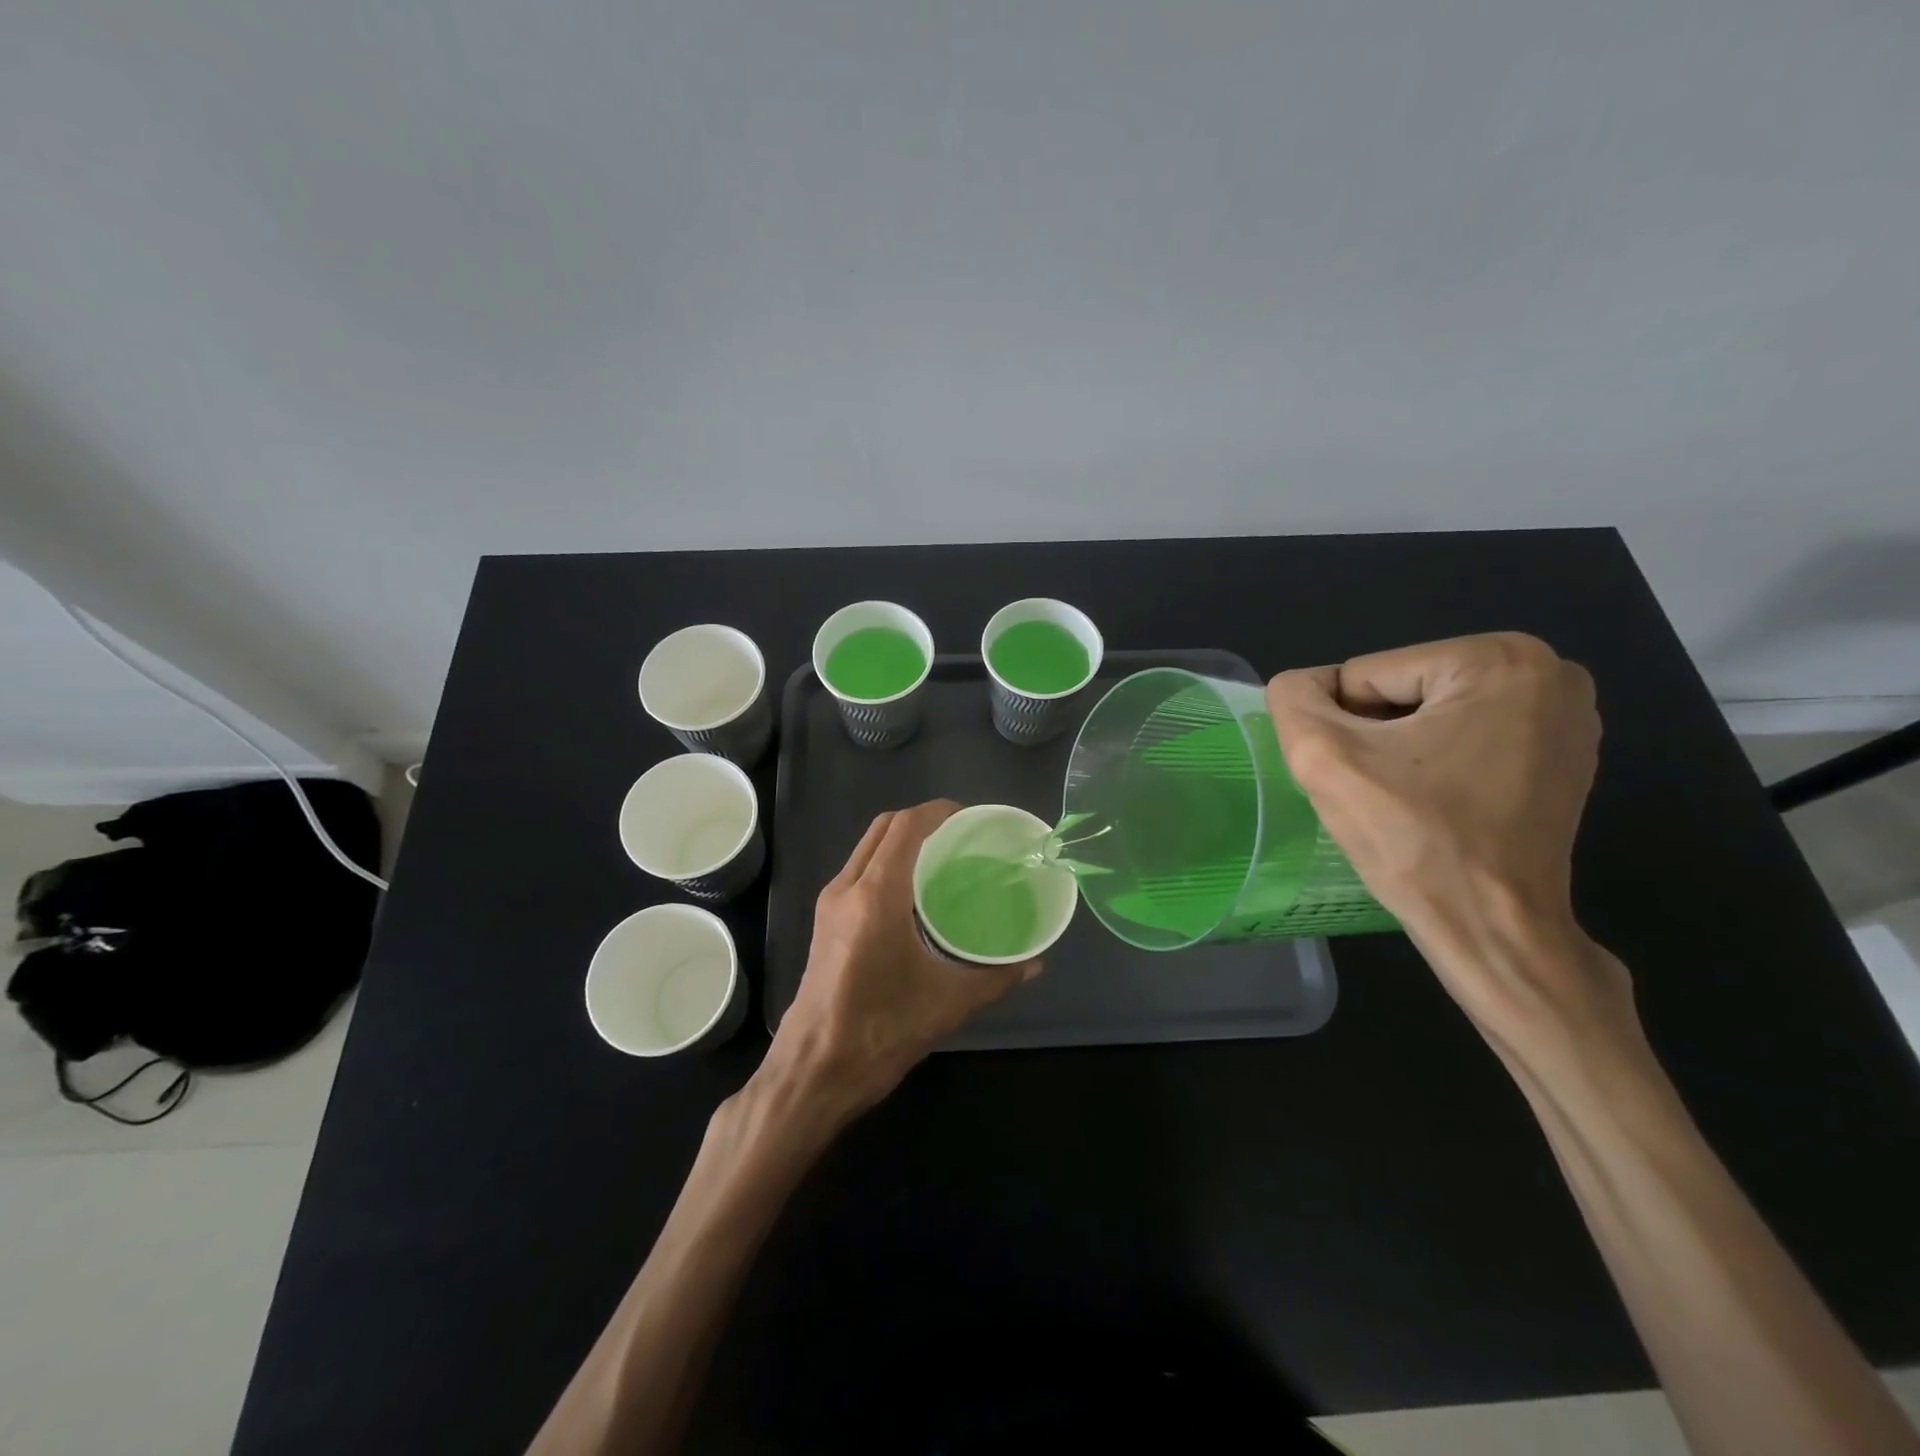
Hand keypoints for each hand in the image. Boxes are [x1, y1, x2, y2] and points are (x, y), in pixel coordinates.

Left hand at [761, 800, 1038, 1120]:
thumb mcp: (947, 1003)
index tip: (969, 817)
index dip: (937, 812)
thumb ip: (995, 978)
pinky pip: (858, 871)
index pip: (905, 827)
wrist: (814, 1070)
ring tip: (941, 858)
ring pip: (866, 848)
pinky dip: (885, 862)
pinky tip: (913, 892)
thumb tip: (1035, 964)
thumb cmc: (882, 1030)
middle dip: (920, 820)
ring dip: (900, 840)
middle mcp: (847, 887)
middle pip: (883, 828)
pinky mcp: (823, 921)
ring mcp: (830, 903)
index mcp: (876, 896)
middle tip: (960, 836)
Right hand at [1265, 633, 1632, 1051]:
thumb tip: (1302, 686)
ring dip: (1403, 751)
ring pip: (1431, 713)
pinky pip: (1466, 737)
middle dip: (1377, 737)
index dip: (1344, 729)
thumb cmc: (1413, 840)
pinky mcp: (1566, 754)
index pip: (1366, 675)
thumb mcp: (1323, 758)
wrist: (1493, 929)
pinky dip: (1439, 764)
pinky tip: (1441, 804)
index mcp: (1496, 658)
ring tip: (1411, 801)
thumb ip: (1293, 699)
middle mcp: (1548, 671)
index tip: (1364, 779)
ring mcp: (1567, 714)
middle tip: (1384, 794)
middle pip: (1402, 690)